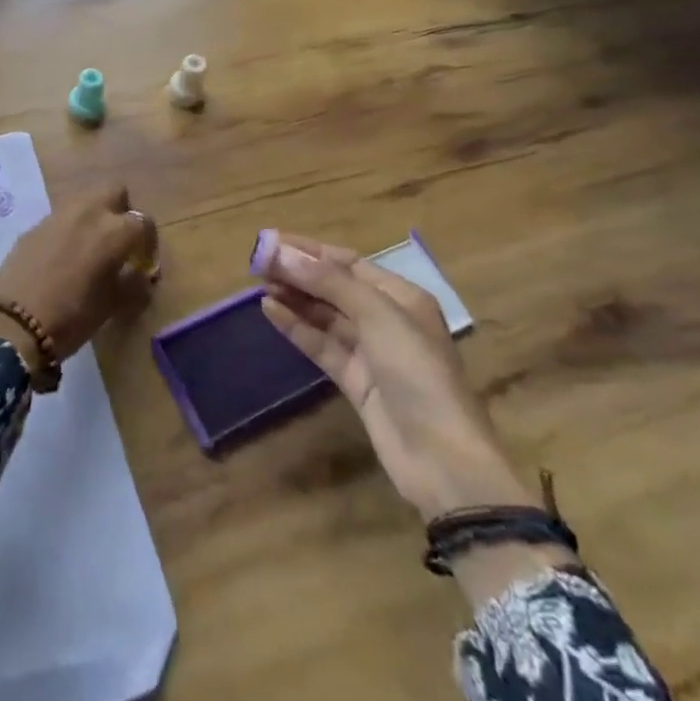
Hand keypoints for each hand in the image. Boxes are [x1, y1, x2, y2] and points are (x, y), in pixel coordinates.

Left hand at [0, 185, 157, 363]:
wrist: (13, 323)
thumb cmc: (72, 316)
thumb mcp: (112, 305)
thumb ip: (133, 284)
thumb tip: (142, 275)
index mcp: (113, 230)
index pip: (143, 221)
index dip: (148, 242)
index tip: (144, 262)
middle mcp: (88, 212)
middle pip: (114, 191)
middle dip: (122, 211)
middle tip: (119, 241)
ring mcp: (58, 215)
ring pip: (86, 200)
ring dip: (95, 216)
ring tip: (91, 247)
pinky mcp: (35, 224)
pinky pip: (62, 217)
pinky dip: (70, 228)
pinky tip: (63, 255)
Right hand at [261, 236, 534, 520]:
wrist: (442, 459)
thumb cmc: (417, 372)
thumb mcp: (377, 315)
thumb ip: (329, 282)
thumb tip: (282, 252)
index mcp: (401, 297)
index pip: (348, 262)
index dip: (309, 250)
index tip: (271, 241)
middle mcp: (386, 319)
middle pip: (334, 287)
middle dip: (298, 273)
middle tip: (257, 262)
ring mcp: (370, 352)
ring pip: (325, 316)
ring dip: (294, 298)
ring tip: (259, 284)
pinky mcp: (355, 381)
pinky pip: (321, 344)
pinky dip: (296, 327)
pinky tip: (270, 311)